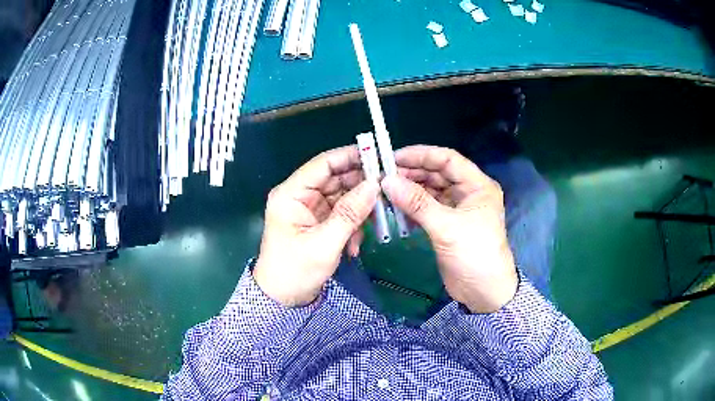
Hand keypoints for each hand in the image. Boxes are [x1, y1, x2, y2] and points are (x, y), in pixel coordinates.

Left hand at [253, 146, 379, 306]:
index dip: (350, 157)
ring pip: (342, 196)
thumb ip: (350, 213)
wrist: (283, 299)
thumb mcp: (324, 244)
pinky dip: (353, 225)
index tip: (378, 157)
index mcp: (291, 194)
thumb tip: (374, 184)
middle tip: (387, 191)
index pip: (323, 164)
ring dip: (359, 210)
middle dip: (361, 186)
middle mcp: (300, 196)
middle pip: (335, 179)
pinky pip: (342, 213)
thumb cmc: (295, 271)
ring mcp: (310, 209)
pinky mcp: (318, 222)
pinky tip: (355, 245)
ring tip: (375, 223)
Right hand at [381, 145, 517, 312]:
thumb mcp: (447, 227)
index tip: (393, 158)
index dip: (421, 155)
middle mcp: (467, 192)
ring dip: (409, 190)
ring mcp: (457, 209)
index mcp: (477, 185)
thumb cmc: (474, 254)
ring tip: (384, 191)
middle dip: (412, 173)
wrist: (484, 292)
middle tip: (383, 176)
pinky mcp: (447, 224)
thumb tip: (387, 180)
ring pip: (430, 191)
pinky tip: (394, 207)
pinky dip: (411, 207)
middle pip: (437, 174)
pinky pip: (427, 208)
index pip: (447, 159)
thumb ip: (417, 203)